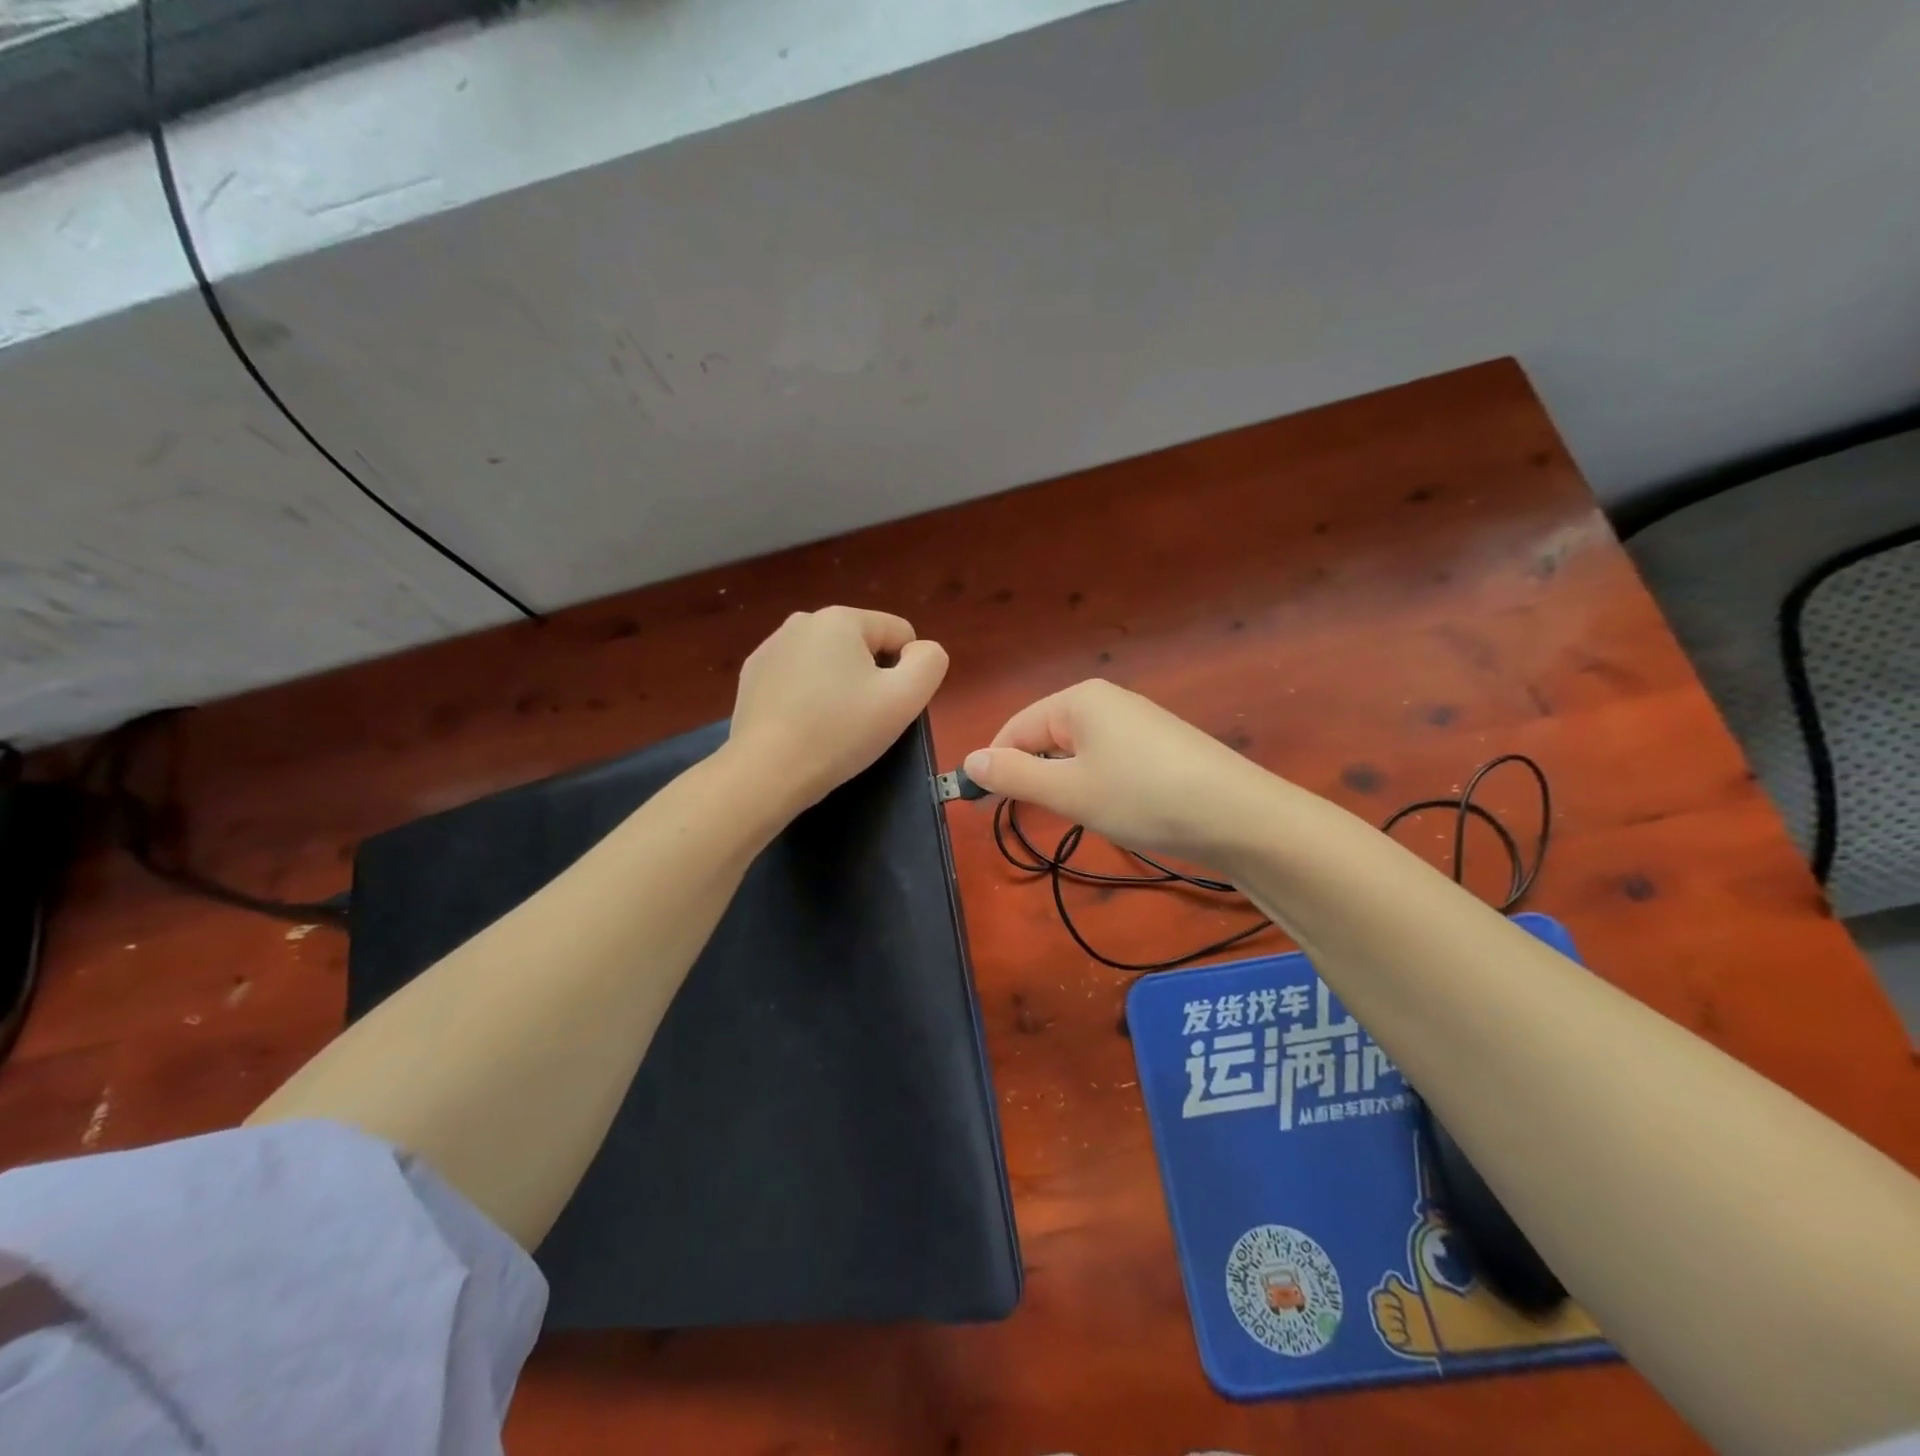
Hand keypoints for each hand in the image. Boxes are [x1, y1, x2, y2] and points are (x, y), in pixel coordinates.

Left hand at [728, 606, 948, 813]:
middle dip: (869, 677)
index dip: (907, 671)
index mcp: (840, 618)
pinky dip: (807, 696)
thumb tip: (921, 651)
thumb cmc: (841, 731)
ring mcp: (770, 647)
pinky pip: (798, 678)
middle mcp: (802, 621)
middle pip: (862, 646)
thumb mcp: (905, 698)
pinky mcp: (751, 676)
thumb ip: (930, 663)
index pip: (899, 633)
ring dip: (838, 686)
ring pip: (828, 662)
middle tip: (862, 720)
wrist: (767, 772)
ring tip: (831, 726)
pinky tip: (802, 727)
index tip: (889, 706)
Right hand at [962, 679, 1272, 867]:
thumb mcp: (1068, 790)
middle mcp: (1106, 700)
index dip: (996, 766)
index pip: (1015, 728)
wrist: (1239, 816)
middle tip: (1037, 816)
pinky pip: (1107, 758)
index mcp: (1078, 699)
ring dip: (1066, 782)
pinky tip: (1114, 808)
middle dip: (1033, 774)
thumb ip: (1014, 774)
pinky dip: (1097, 783)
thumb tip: (968, 760)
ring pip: (1077, 751)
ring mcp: (1137, 721)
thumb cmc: (1142, 797)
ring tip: (1080, 814)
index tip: (984, 807)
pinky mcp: (1160, 745)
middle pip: (1046, 735)